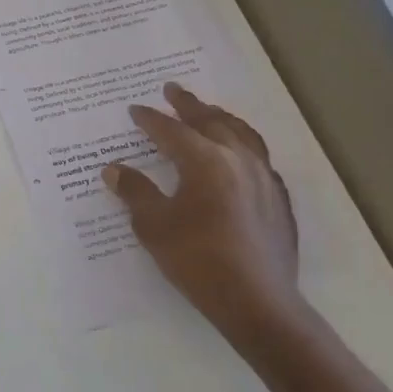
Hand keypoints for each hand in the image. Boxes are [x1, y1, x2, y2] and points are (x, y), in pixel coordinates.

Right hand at [104, 84, 309, 350]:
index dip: (151, 120)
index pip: (171, 131)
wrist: (257, 301)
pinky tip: (238, 154)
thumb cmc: (198, 260)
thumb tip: (114, 169)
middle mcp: (238, 160)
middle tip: (173, 90)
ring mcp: (264, 178)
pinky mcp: (278, 199)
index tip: (135, 110)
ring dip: (221, 118)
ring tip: (208, 111)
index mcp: (205, 162)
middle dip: (189, 105)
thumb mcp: (154, 226)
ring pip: (242, 134)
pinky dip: (242, 144)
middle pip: (211, 121)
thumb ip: (135, 192)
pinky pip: (259, 156)